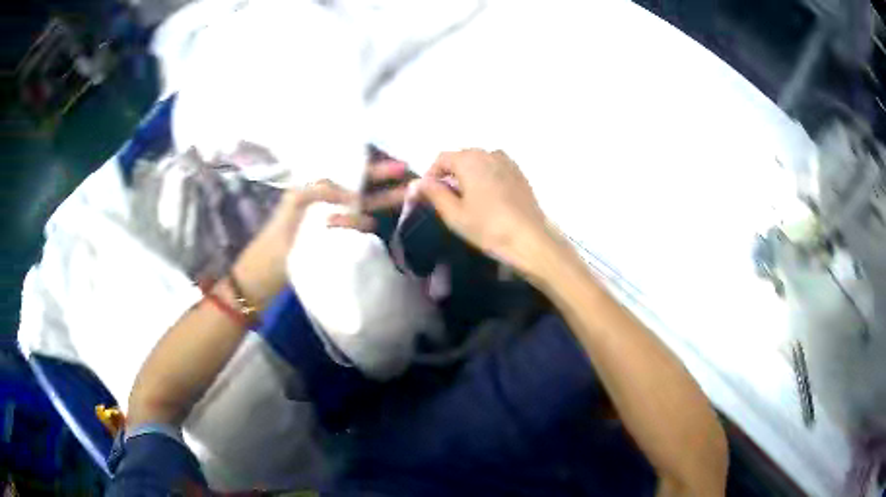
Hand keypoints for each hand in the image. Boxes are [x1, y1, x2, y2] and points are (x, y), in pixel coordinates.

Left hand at [235, 160, 409, 305]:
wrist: (263, 278)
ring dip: (373, 210)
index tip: (398, 168)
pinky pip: (358, 235)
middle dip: (385, 188)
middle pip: (364, 193)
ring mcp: (336, 230)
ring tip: (384, 209)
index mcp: (319, 193)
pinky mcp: (338, 249)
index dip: (374, 171)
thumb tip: (353, 194)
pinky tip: (373, 228)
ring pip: (363, 214)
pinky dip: (364, 229)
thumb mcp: (294, 203)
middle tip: (410, 186)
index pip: (352, 176)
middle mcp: (331, 208)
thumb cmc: (275, 238)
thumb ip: (320, 190)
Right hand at [417, 149, 559, 278]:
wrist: (530, 240)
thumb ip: (434, 194)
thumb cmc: (488, 227)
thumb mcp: (454, 214)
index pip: (441, 159)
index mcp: (470, 159)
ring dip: (468, 175)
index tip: (427, 194)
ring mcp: (507, 162)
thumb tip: (416, 183)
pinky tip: (487, 199)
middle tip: (445, 199)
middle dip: (449, 174)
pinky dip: (485, 178)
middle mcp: (489, 153)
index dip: (430, 175)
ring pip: (479, 163)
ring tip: (466, 200)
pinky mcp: (519, 174)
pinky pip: (495, 169)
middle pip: (461, 158)